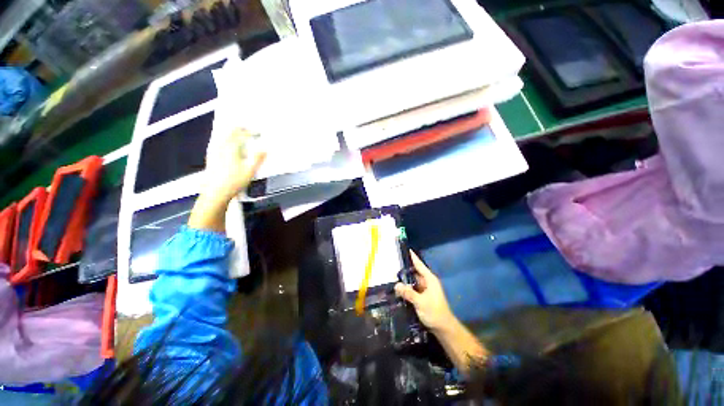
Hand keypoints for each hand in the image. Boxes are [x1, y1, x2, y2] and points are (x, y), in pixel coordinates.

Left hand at [204, 128, 265, 199]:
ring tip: (240, 135)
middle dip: (240, 129)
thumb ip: (258, 158)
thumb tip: (265, 148)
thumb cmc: (234, 182)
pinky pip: (219, 143)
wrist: (216, 192)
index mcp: (230, 148)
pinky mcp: (211, 157)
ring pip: (223, 137)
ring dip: (233, 134)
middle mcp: (220, 147)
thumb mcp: (250, 170)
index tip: (258, 133)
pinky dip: (227, 140)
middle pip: (230, 132)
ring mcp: (214, 152)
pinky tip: (229, 146)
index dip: (251, 132)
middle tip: (248, 129)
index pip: (241, 134)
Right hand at [395, 251, 455, 332]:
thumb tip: (396, 285)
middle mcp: (427, 282)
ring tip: (392, 272)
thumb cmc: (435, 312)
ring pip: (413, 280)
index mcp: (429, 280)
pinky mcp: (422, 296)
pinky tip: (398, 287)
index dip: (413, 257)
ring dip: (405, 278)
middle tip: (393, 262)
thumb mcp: (421, 302)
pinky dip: (406, 286)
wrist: (444, 328)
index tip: (406, 249)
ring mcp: (425, 290)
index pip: (419, 265)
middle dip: (405, 267)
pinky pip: (412, 288)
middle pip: (415, 272)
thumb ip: (409, 293)